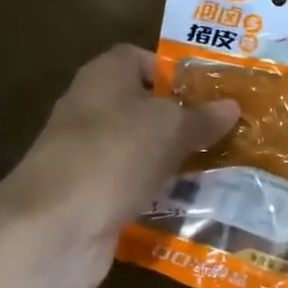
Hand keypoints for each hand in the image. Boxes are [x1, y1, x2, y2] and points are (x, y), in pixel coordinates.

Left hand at [0, 45, 238, 287]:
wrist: (56, 228)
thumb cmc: (114, 156)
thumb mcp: (169, 128)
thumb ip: (201, 117)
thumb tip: (231, 106)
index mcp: (103, 78)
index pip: (140, 59)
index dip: (175, 72)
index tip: (212, 93)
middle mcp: (91, 111)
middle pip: (145, 109)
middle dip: (184, 122)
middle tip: (229, 134)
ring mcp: (89, 158)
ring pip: (142, 152)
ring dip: (176, 161)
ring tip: (223, 169)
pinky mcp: (92, 198)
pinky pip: (135, 188)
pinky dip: (160, 195)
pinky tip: (194, 204)